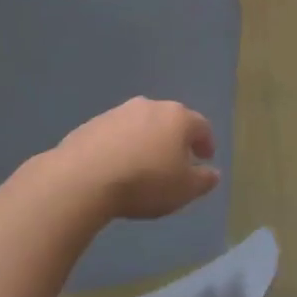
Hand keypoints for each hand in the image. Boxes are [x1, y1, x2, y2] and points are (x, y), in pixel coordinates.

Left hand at [51, 97, 220, 221]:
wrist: (83, 178)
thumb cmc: (145, 182)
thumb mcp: (184, 190)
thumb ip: (203, 180)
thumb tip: (213, 173)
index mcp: (177, 117)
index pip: (201, 125)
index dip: (206, 142)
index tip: (205, 158)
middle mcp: (149, 106)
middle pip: (170, 120)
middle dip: (175, 138)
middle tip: (176, 160)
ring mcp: (118, 112)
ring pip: (141, 124)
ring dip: (146, 140)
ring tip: (144, 165)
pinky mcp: (91, 124)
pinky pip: (115, 134)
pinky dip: (121, 145)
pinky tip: (116, 166)